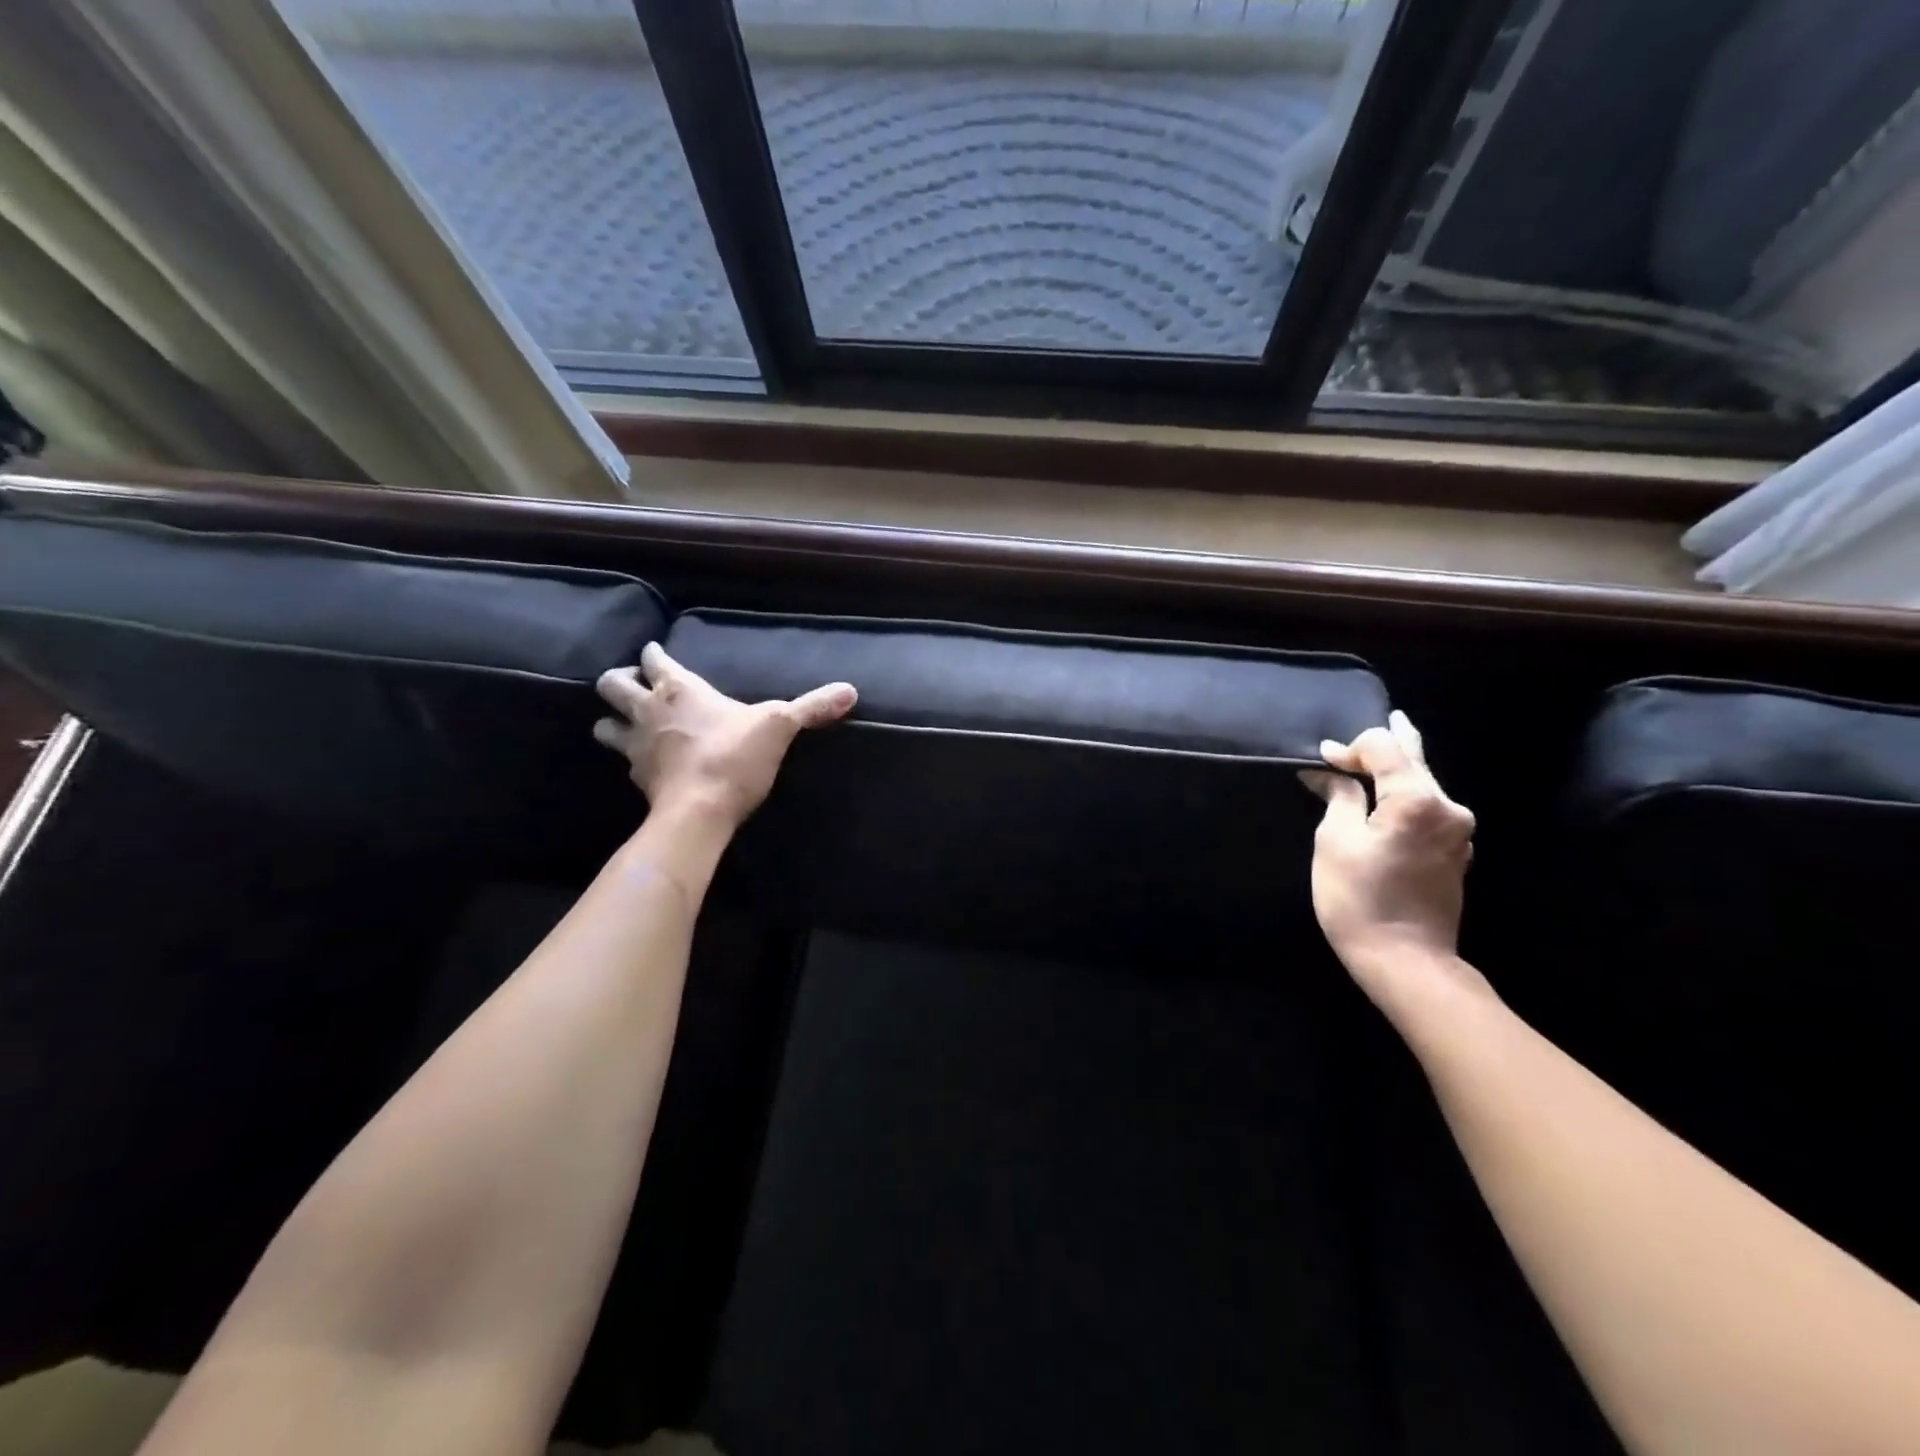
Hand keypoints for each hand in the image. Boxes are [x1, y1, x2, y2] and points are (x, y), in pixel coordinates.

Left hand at [594, 643, 855, 826]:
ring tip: (627, 724)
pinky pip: (622, 761)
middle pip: (612, 684)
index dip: (654, 654)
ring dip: (611, 720)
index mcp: (679, 689)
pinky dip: (628, 757)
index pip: (653, 658)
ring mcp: (636, 746)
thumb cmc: (735, 758)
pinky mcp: (637, 778)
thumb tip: (850, 690)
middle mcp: (649, 710)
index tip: (656, 653)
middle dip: (620, 680)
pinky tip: (644, 763)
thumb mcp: (779, 726)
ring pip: (604, 724)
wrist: (699, 812)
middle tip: (636, 686)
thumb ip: (812, 707)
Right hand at [1301, 710, 1486, 1008]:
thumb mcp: (1335, 841)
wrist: (1405, 960)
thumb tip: (1329, 774)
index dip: (1350, 748)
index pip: (1385, 748)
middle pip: (1415, 760)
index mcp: (1418, 800)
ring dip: (1398, 771)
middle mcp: (1448, 808)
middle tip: (1388, 717)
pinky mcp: (1454, 854)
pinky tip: (1393, 796)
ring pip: (1424, 785)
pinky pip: (1428, 810)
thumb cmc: (1360, 898)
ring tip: (1382, 755)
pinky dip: (1407, 796)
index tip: (1320, 760)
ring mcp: (1457, 833)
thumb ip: (1339, 797)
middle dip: (1388, 744)